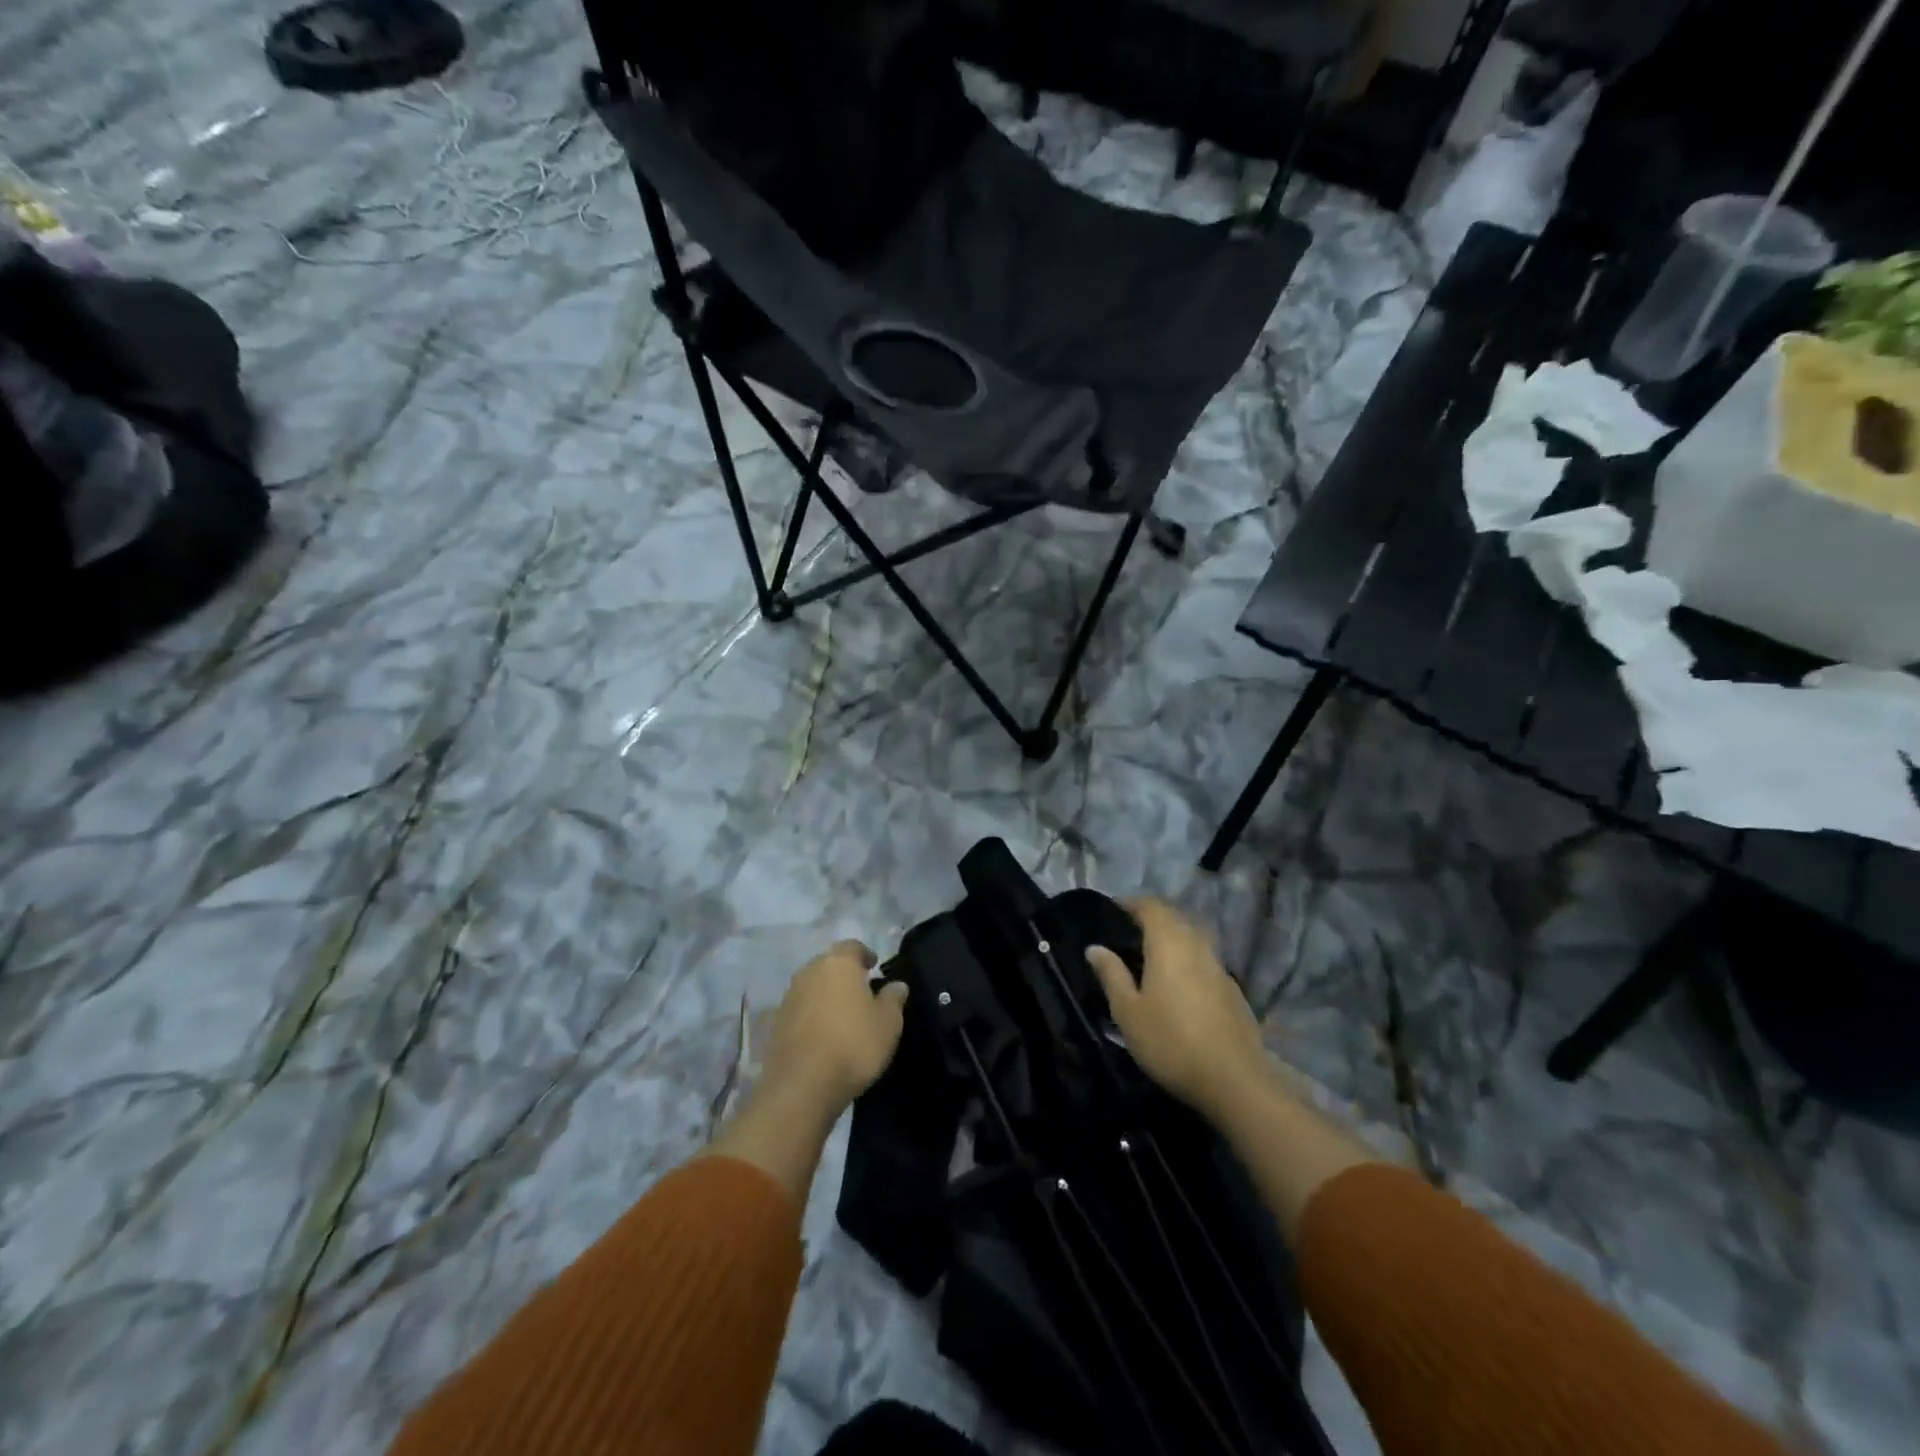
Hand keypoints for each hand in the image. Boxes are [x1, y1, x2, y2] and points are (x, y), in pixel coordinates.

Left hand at [759, 941, 908, 1117]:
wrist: (802, 1086)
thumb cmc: (853, 1044)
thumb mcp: (888, 1023)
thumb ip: (893, 999)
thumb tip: (897, 985)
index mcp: (838, 963)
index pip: (852, 946)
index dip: (865, 955)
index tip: (874, 967)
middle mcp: (809, 971)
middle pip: (829, 964)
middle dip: (844, 974)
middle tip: (861, 992)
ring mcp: (789, 997)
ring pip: (812, 986)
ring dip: (826, 995)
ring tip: (843, 1015)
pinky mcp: (776, 1023)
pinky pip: (800, 1010)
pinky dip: (812, 1015)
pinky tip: (823, 1035)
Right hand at [1087, 898, 1266, 1118]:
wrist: (1234, 1079)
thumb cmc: (1170, 1041)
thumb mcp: (1128, 1011)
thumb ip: (1111, 975)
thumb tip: (1095, 947)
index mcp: (1168, 942)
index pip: (1150, 906)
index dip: (1130, 903)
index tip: (1112, 909)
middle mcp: (1196, 945)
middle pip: (1174, 918)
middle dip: (1151, 917)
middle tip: (1127, 930)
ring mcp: (1218, 967)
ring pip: (1191, 938)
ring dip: (1171, 937)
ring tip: (1148, 954)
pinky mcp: (1232, 990)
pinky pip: (1203, 959)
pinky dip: (1186, 958)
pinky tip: (1177, 982)